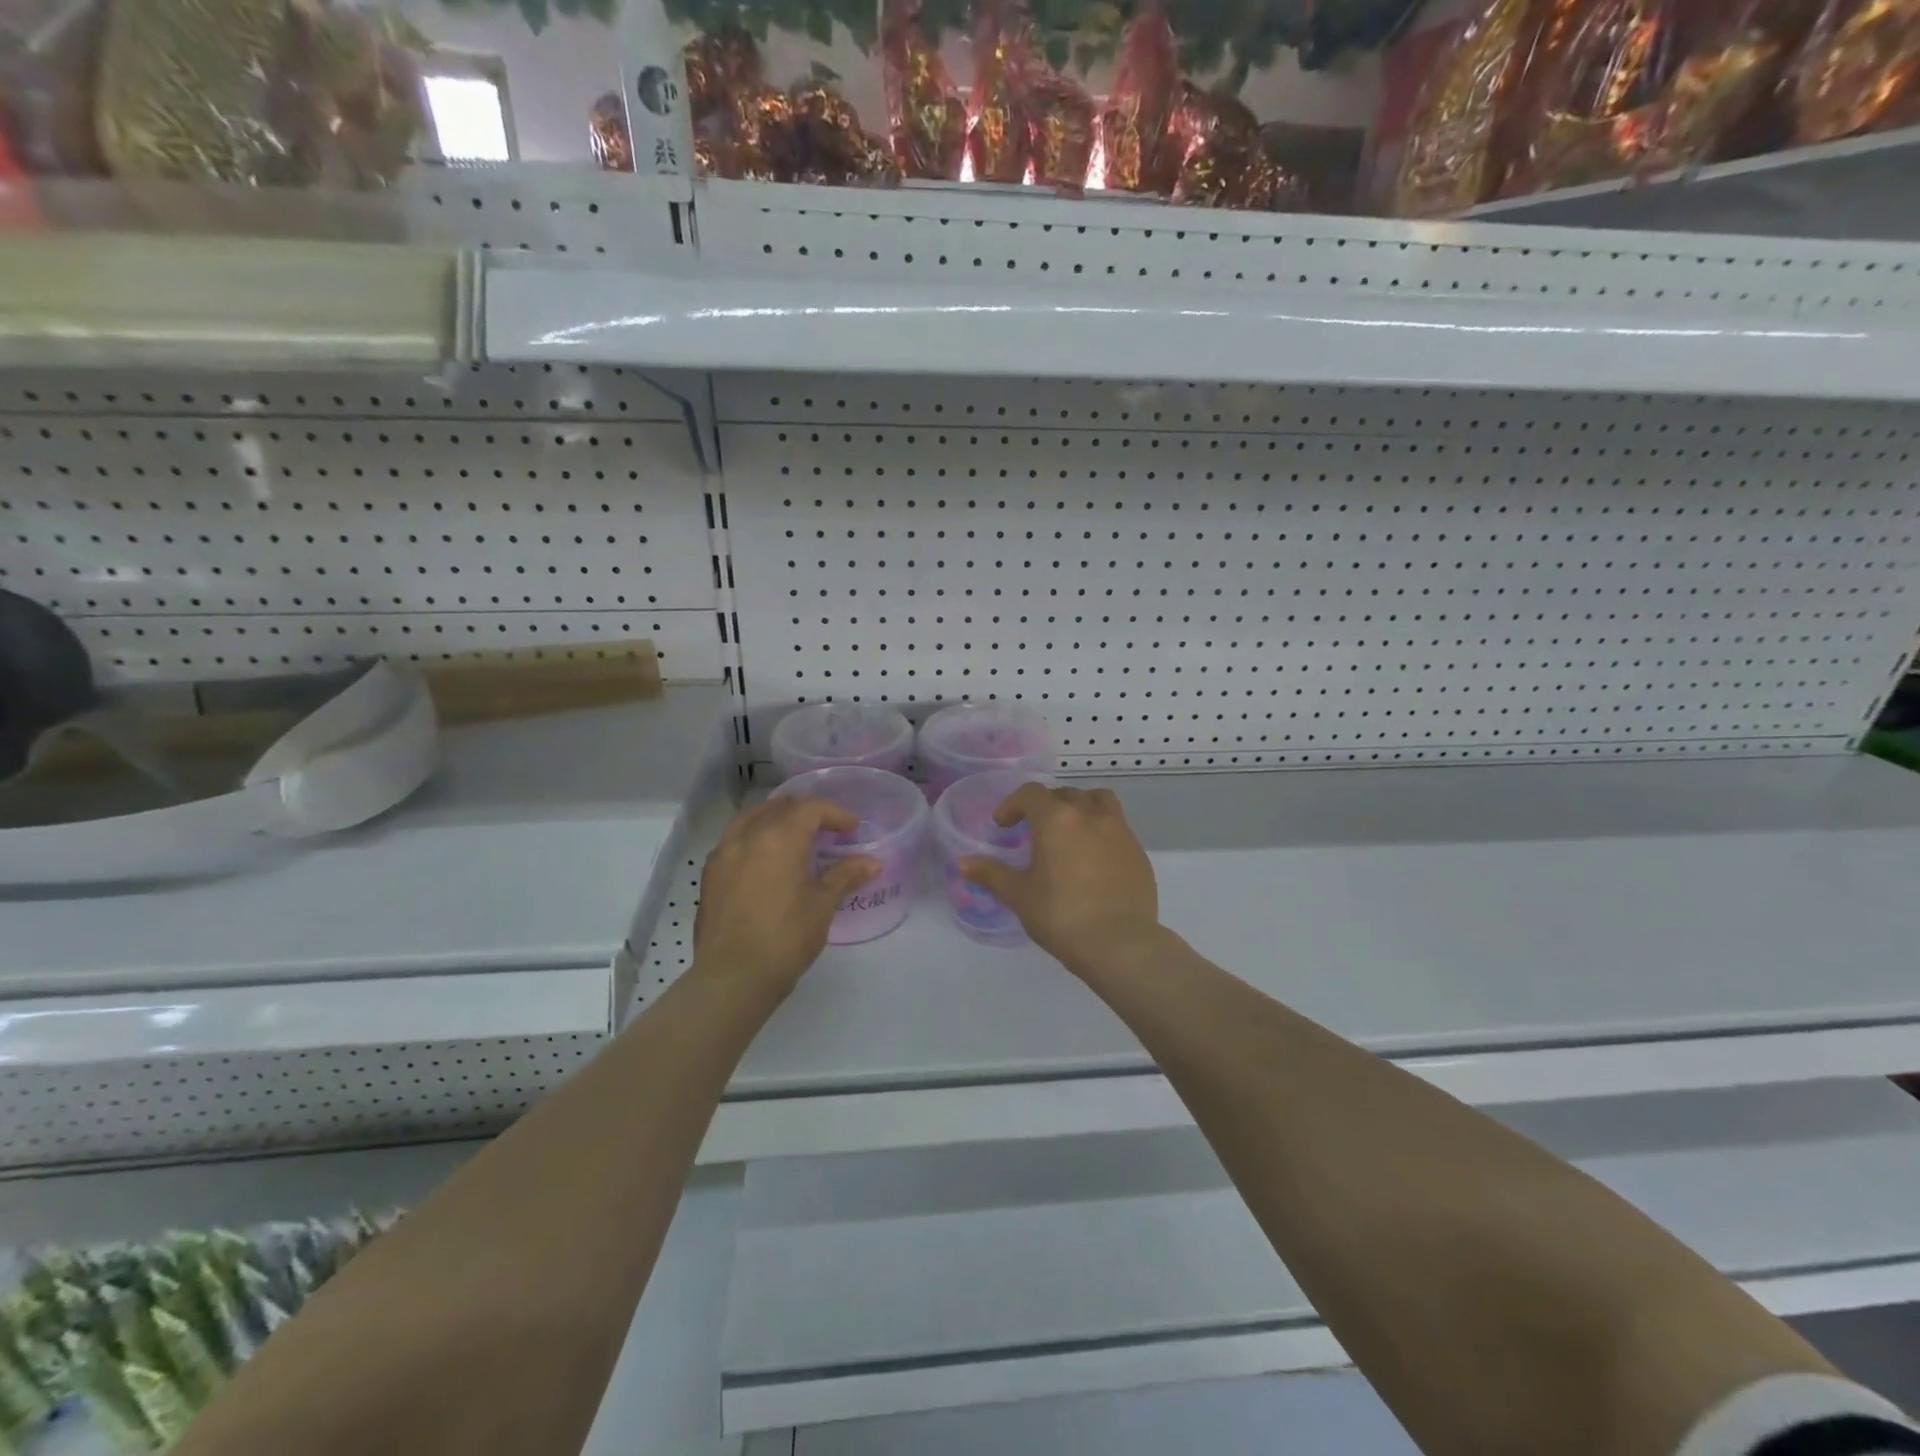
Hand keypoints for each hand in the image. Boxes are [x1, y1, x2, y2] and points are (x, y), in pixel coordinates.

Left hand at [691, 796, 877, 999]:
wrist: (733, 979)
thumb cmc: (785, 937)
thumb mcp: (822, 905)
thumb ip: (846, 876)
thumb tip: (873, 862)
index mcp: (778, 838)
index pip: (810, 809)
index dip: (836, 813)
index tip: (853, 829)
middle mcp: (747, 836)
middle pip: (779, 807)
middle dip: (806, 812)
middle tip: (827, 829)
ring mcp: (723, 854)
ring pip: (751, 819)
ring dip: (776, 819)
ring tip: (794, 837)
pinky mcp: (710, 876)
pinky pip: (734, 840)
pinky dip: (754, 837)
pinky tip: (765, 860)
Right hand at [959, 783, 1161, 975]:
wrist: (1119, 943)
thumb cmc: (1061, 915)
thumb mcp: (1019, 895)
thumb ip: (991, 874)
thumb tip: (964, 863)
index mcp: (1057, 819)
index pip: (1031, 793)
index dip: (1013, 804)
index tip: (1004, 825)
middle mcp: (1090, 815)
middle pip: (1065, 794)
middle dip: (1046, 805)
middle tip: (1034, 829)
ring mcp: (1120, 832)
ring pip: (1099, 801)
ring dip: (1081, 807)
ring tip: (1070, 831)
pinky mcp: (1139, 852)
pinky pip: (1118, 827)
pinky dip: (1102, 831)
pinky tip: (1094, 860)